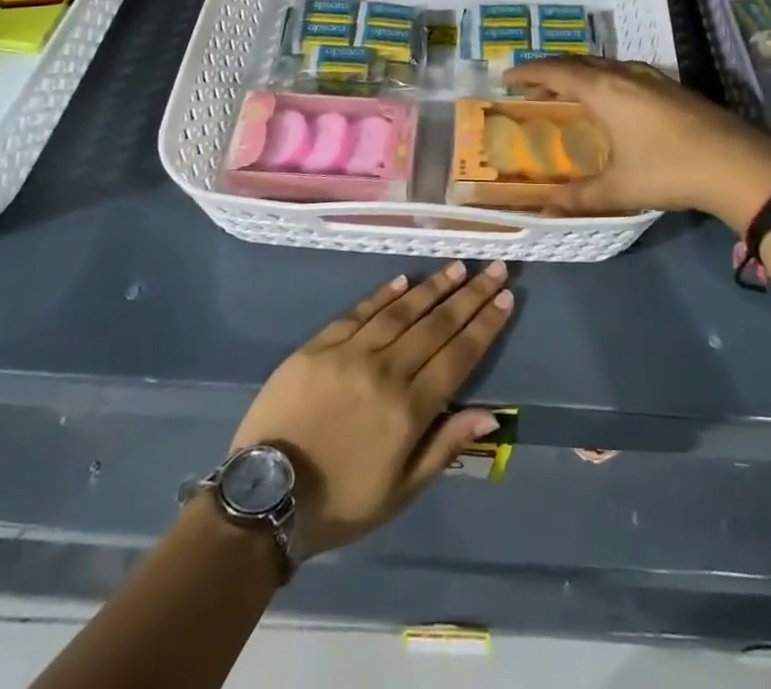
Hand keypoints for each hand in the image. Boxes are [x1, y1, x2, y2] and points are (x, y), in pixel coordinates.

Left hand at [230, 262, 512, 557]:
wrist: (264, 497)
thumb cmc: (339, 502)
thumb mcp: (400, 492)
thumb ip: (445, 446)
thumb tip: (490, 415)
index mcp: (409, 408)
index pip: (458, 355)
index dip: (485, 325)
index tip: (506, 297)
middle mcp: (386, 370)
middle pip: (437, 324)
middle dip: (470, 295)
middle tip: (493, 268)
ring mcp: (351, 353)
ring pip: (401, 311)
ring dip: (433, 287)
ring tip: (457, 267)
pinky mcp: (319, 345)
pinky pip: (359, 312)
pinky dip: (383, 295)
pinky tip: (403, 280)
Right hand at [506, 56, 770, 230]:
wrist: (737, 164)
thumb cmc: (669, 171)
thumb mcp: (620, 188)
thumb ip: (581, 197)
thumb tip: (546, 210)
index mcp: (605, 90)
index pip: (556, 72)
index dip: (528, 73)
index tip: (506, 78)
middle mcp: (625, 74)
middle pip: (579, 62)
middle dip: (551, 71)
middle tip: (531, 86)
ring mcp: (652, 77)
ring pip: (605, 64)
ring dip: (580, 73)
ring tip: (566, 90)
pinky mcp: (671, 87)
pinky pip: (624, 71)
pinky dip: (603, 78)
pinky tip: (611, 98)